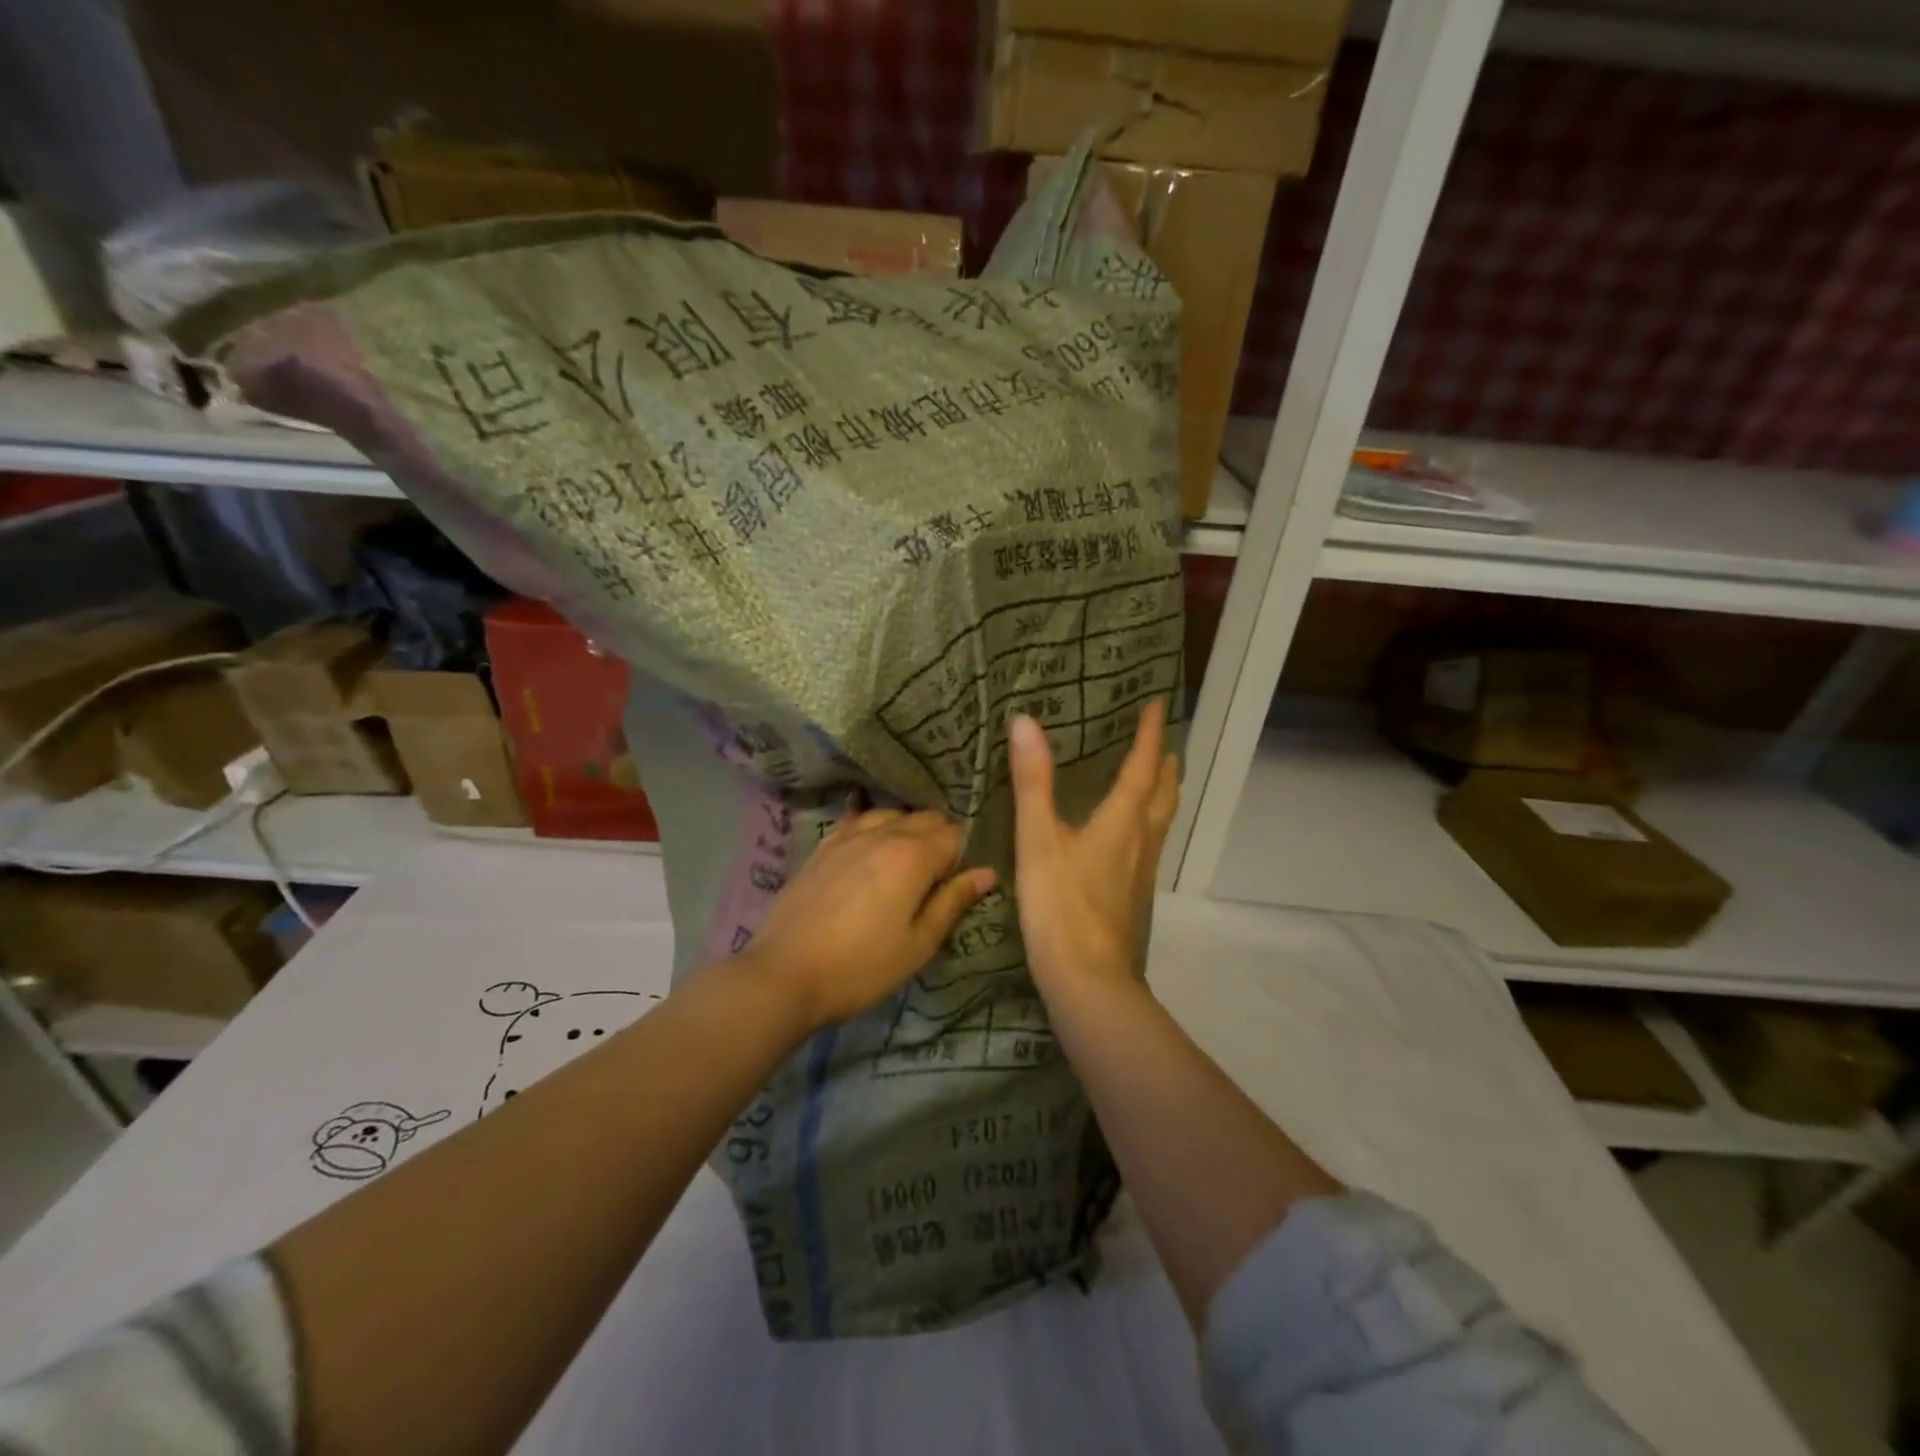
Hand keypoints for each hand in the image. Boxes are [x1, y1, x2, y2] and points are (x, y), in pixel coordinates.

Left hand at [741, 808, 995, 1033]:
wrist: (783, 974)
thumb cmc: (861, 967)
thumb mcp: (918, 944)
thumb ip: (953, 902)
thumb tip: (987, 872)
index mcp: (913, 855)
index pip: (955, 835)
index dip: (965, 856)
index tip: (960, 883)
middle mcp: (883, 833)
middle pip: (926, 818)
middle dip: (940, 839)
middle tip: (937, 879)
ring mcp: (848, 836)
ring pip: (893, 815)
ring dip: (908, 830)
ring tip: (905, 865)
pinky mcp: (823, 846)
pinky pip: (858, 820)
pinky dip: (874, 827)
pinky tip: (872, 846)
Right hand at [1009, 698, 1178, 992]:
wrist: (1088, 980)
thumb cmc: (1060, 905)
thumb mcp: (1038, 839)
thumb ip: (1032, 782)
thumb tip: (1026, 721)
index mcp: (1122, 820)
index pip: (1143, 766)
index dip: (1150, 733)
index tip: (1159, 703)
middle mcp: (1141, 840)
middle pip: (1164, 793)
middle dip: (1165, 763)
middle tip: (1163, 740)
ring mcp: (1141, 872)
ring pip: (1162, 821)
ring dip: (1163, 793)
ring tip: (1157, 778)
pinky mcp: (1133, 896)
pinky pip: (1150, 844)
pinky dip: (1149, 822)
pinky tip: (1130, 836)